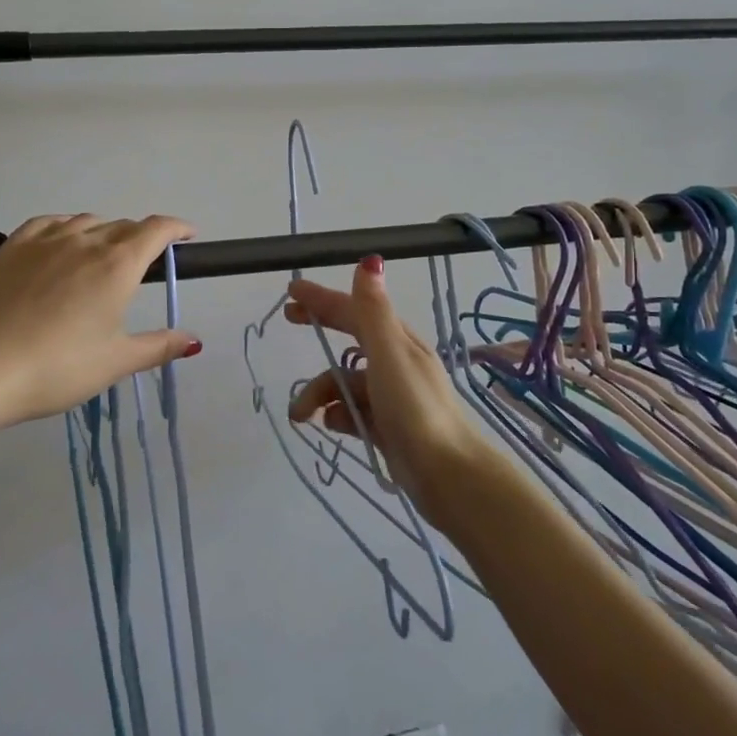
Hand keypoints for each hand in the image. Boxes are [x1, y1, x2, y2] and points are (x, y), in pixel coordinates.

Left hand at [0, 214, 200, 423]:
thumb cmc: (59, 367)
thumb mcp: (116, 362)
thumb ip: (158, 347)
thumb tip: (193, 340)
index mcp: (117, 265)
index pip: (156, 230)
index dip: (177, 228)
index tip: (188, 236)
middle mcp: (85, 241)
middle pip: (123, 226)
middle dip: (141, 237)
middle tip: (145, 262)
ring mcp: (44, 241)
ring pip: (85, 221)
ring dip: (104, 231)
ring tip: (102, 254)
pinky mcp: (11, 247)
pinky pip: (47, 223)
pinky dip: (65, 226)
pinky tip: (61, 241)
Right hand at [285, 256, 491, 530]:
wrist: (448, 475)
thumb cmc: (415, 409)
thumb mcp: (390, 355)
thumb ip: (373, 311)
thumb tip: (370, 260)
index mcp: (397, 341)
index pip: (354, 309)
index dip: (323, 298)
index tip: (292, 289)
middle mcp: (396, 363)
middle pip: (350, 339)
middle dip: (320, 330)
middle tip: (288, 321)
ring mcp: (392, 396)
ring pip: (346, 383)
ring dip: (320, 393)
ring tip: (302, 416)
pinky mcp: (388, 427)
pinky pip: (353, 412)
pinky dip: (338, 415)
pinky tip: (330, 427)